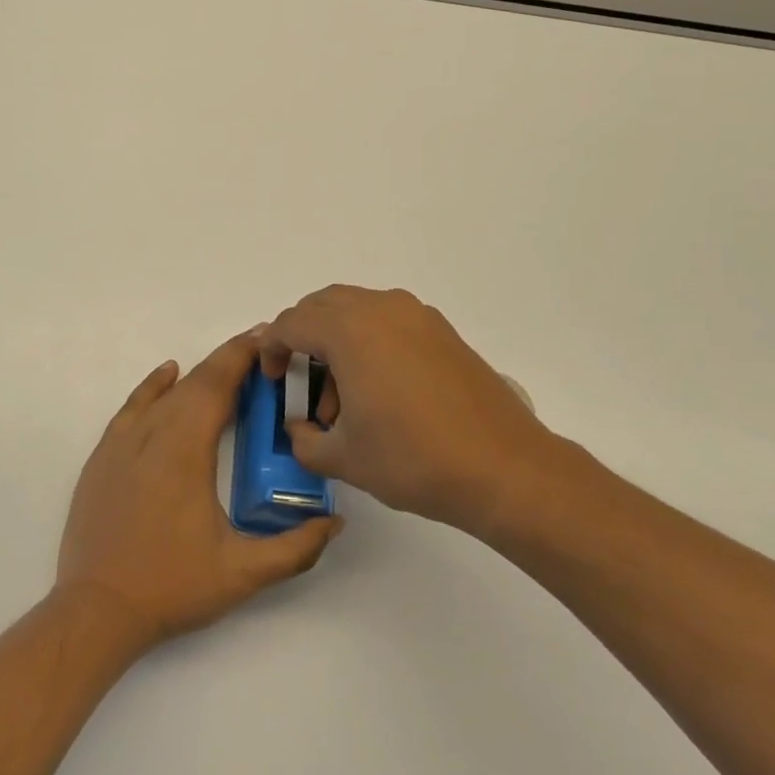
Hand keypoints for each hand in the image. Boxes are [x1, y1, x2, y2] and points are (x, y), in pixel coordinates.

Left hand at [55, 331, 342, 651]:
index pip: (217, 385)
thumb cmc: (171, 587)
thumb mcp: (242, 574)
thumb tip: (334, 522)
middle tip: (260, 351)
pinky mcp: (103, 455)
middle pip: (194, 382)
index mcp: (185, 449)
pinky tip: (168, 375)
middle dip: (228, 361)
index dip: (242, 356)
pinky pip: (133, 405)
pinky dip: (154, 385)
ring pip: (165, 392)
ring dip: (197, 374)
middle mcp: (152, 433)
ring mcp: (122, 442)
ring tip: (227, 367)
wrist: (96, 609)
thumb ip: (294, 549)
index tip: (267, 338)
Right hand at [260, 286, 572, 539]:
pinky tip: (379, 389)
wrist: (504, 468)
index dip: (271, 349)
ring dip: (336, 339)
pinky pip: (388, 320)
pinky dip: (369, 341)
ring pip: (356, 309)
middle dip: (301, 338)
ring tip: (343, 397)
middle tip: (299, 380)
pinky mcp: (442, 331)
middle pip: (322, 306)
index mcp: (349, 330)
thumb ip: (304, 441)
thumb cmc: (413, 458)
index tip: (270, 379)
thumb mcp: (343, 458)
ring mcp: (416, 315)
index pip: (291, 323)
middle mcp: (381, 308)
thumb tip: (300, 430)